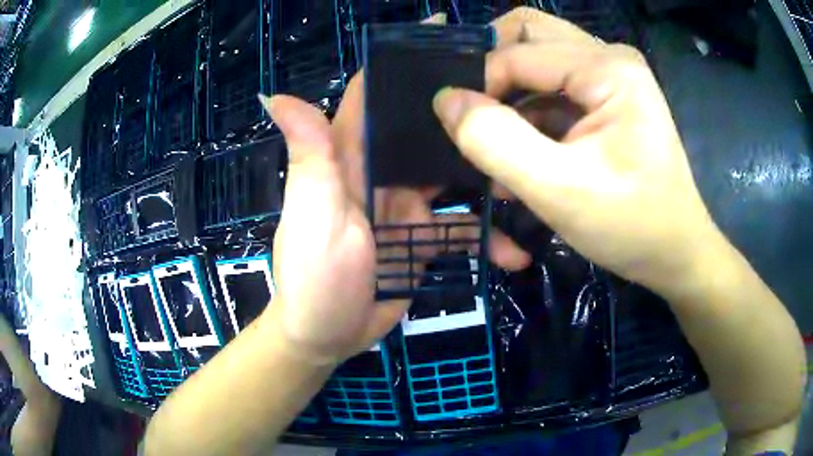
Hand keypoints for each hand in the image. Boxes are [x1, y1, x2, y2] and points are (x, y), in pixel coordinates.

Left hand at [259, 14, 529, 365]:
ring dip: (489, 179)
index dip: (400, 59)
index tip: (442, 32)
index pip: (372, 93)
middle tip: (515, 96)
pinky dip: (487, 239)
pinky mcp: (423, 237)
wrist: (327, 335)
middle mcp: (380, 171)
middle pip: (425, 128)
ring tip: (530, 178)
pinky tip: (515, 253)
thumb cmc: (312, 277)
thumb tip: (274, 95)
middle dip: (464, 110)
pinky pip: (462, 229)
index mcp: (350, 157)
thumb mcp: (311, 213)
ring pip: (454, 177)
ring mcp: (406, 204)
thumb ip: (308, 156)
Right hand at [433, 7, 720, 294]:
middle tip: (471, 114)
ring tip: (495, 144)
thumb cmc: (632, 226)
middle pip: (527, 35)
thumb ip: (497, 142)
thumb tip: (446, 101)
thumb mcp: (561, 191)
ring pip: (537, 58)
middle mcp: (609, 57)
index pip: (516, 53)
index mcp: (607, 68)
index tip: (460, 131)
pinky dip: (529, 112)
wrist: (676, 253)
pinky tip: (521, 153)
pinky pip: (553, 87)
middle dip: (491, 69)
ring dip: (509, 95)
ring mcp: (610, 76)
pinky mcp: (608, 98)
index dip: (479, 87)